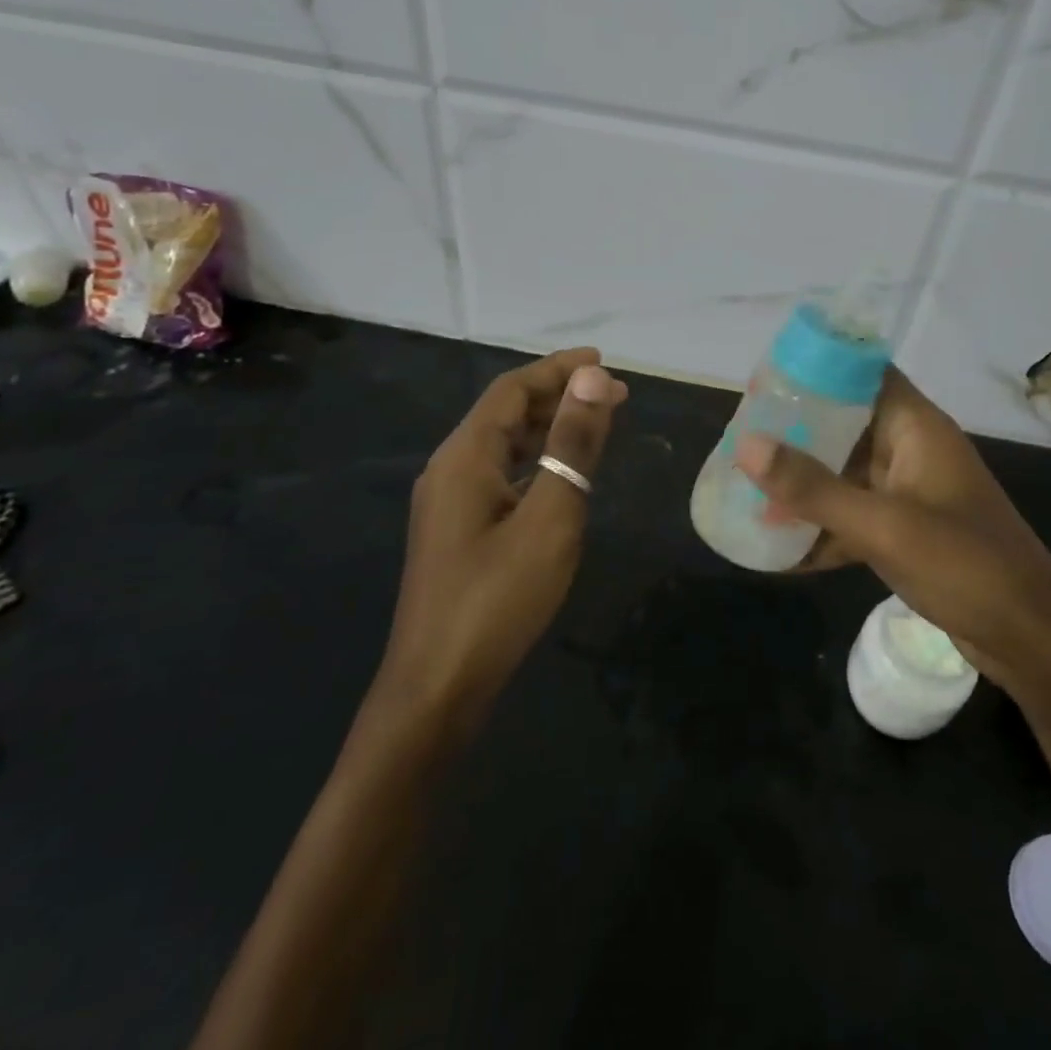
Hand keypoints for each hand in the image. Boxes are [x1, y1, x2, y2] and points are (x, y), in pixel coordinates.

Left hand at [382, 348, 627, 730]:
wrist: (437, 689)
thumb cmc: (498, 599)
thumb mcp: (549, 518)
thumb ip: (571, 446)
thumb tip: (593, 380)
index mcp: (464, 456)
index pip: (512, 390)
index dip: (558, 370)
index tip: (603, 361)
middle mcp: (450, 469)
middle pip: (505, 413)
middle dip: (558, 396)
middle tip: (614, 395)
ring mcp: (450, 503)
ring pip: (503, 445)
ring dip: (548, 428)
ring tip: (595, 424)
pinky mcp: (457, 531)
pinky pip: (500, 475)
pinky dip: (535, 461)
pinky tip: (561, 475)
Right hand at [735, 368, 1050, 702]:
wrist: (1031, 639)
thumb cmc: (966, 566)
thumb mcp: (884, 526)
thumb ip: (814, 488)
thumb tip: (746, 445)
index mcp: (916, 428)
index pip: (863, 375)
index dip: (817, 371)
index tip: (764, 382)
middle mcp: (911, 451)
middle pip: (845, 424)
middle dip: (795, 433)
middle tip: (740, 439)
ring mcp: (908, 493)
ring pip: (844, 474)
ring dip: (802, 485)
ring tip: (745, 488)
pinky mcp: (905, 533)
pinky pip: (852, 517)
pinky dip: (820, 529)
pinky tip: (776, 549)